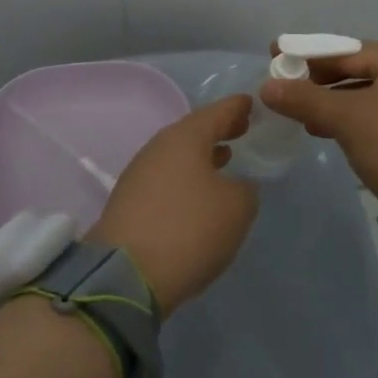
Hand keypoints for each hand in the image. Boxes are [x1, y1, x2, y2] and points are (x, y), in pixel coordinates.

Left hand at [87, 95, 258, 317]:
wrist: (126, 274)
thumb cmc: (189, 229)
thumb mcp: (236, 208)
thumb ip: (244, 190)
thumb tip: (236, 186)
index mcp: (185, 138)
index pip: (216, 112)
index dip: (236, 107)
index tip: (251, 103)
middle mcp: (158, 148)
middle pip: (193, 131)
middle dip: (218, 130)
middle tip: (241, 129)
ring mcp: (139, 174)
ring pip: (177, 156)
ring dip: (201, 156)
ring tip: (224, 158)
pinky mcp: (129, 202)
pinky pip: (165, 178)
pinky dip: (186, 177)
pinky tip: (197, 192)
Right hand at [261, 40, 377, 289]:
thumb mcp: (347, 119)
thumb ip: (305, 99)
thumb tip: (266, 86)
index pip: (348, 49)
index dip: (308, 53)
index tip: (275, 55)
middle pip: (358, 71)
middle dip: (319, 80)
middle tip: (283, 87)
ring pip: (366, 97)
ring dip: (331, 104)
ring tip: (299, 115)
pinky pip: (375, 120)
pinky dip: (349, 123)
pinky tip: (325, 134)